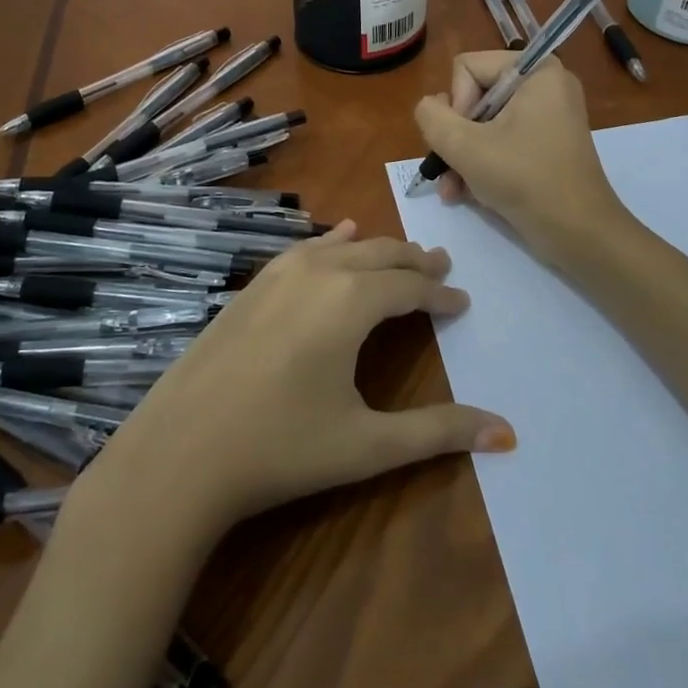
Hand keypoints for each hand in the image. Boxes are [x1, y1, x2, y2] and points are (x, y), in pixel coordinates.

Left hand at [79, 222, 513, 541]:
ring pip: (342, 247)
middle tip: (442, 266)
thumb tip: (508, 435)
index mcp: (351, 300)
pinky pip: (305, 250)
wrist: (180, 451)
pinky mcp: (251, 285)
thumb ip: (439, 433)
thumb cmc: (281, 448)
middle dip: (414, 261)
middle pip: (379, 256)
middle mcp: (318, 272)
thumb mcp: (368, 445)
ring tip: (401, 254)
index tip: (462, 302)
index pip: (410, 287)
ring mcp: (278, 274)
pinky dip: (332, 242)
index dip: (440, 293)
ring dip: (377, 251)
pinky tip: (338, 236)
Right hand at [412, 52, 628, 265]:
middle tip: (451, 171)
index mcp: (536, 71)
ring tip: (453, 190)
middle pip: (474, 96)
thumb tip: (429, 106)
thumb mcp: (464, 146)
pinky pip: (501, 140)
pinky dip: (482, 163)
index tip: (464, 141)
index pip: (467, 68)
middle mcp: (544, 85)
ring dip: (462, 156)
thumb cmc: (525, 180)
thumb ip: (432, 117)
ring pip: (483, 123)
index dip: (456, 105)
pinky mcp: (546, 143)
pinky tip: (467, 193)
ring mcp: (547, 115)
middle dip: (456, 137)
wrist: (579, 233)